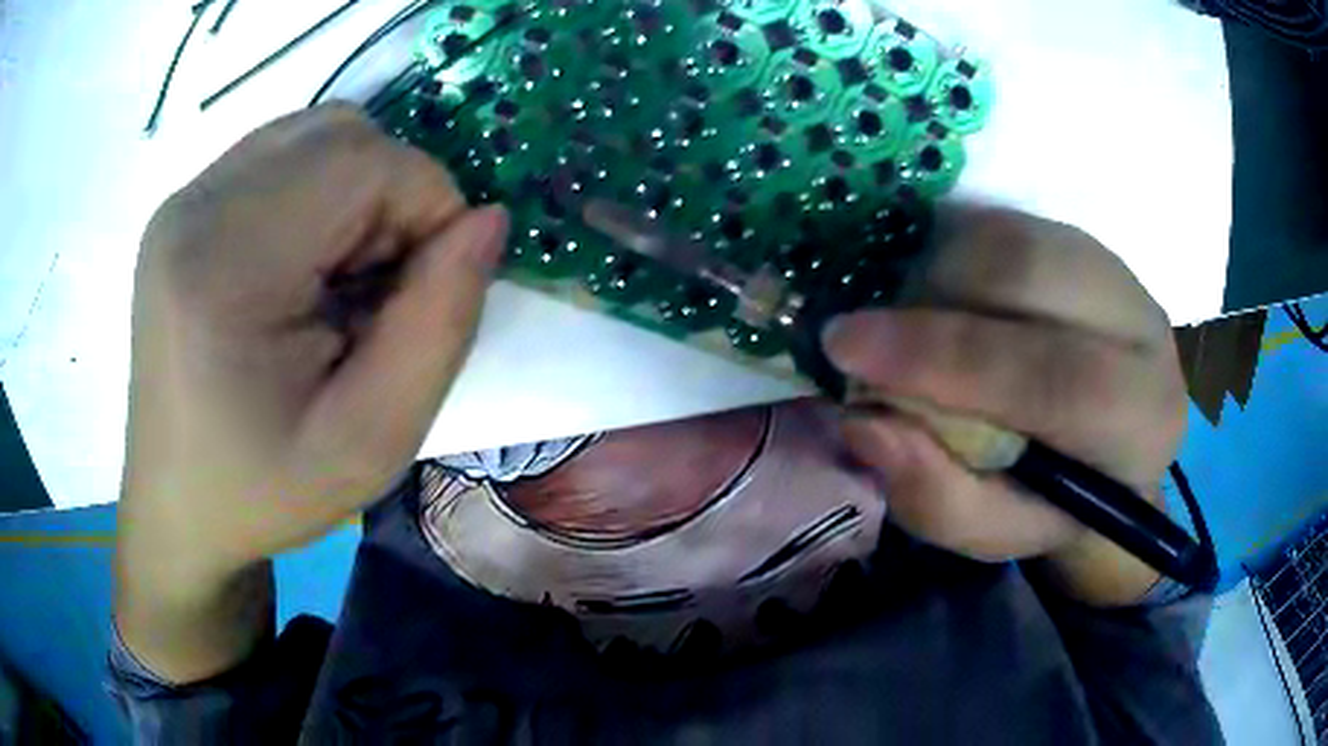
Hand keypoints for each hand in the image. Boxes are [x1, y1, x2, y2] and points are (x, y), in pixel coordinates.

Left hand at [118, 104, 507, 590]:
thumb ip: (440, 325)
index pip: (363, 161)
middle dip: (389, 197)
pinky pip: (282, 155)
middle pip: (340, 134)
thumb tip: (487, 220)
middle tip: (374, 292)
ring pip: (315, 135)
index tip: (422, 290)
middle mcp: (195, 207)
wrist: (179, 504)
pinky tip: (301, 265)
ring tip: (335, 281)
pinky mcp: (184, 206)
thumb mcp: (374, 441)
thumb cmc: (266, 489)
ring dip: (355, 192)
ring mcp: (184, 199)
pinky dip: (319, 192)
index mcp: (224, 266)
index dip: (426, 206)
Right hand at [824, 208, 1186, 604]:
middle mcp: (1145, 329)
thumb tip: (862, 422)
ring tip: (915, 326)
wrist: (1112, 449)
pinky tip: (948, 301)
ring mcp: (1118, 271)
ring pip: (1011, 235)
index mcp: (1139, 422)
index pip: (1052, 376)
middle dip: (931, 298)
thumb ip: (937, 498)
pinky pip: (1005, 222)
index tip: (846, 348)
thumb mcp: (996, 531)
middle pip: (1030, 274)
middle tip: (870, 338)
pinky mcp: (1087, 241)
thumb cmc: (1055, 502)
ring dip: (938, 271)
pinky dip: (954, 253)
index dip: (944, 356)